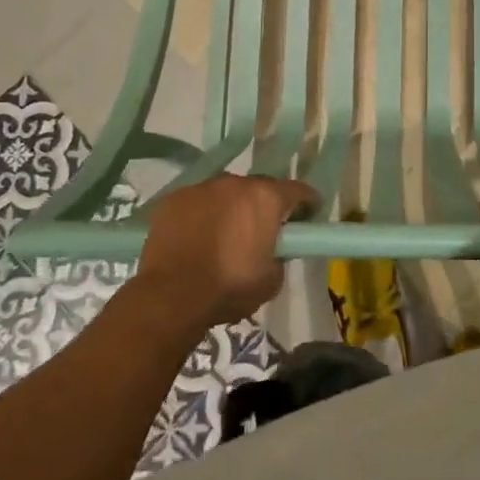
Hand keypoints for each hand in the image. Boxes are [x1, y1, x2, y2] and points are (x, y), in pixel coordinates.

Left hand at [133, 174, 315, 328]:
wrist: (170, 296)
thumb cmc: (229, 287)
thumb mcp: (271, 280)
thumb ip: (279, 257)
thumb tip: (273, 251)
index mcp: (266, 199)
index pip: (298, 190)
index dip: (307, 202)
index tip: (309, 214)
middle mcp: (236, 184)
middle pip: (259, 188)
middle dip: (264, 205)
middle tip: (262, 229)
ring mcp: (202, 188)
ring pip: (225, 193)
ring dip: (231, 208)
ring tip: (224, 234)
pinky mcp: (174, 199)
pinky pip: (197, 203)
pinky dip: (202, 215)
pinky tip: (196, 237)